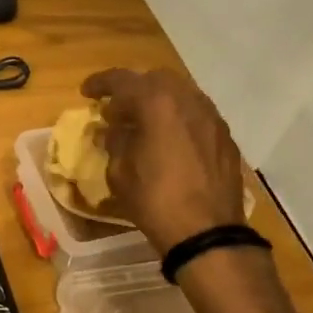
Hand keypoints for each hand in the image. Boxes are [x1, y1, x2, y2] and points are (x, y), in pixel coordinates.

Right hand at [82, 68, 247, 253]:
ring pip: (181, 94)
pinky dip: (177, 117)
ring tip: (142, 122)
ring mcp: (212, 117)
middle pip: (156, 79)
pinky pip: (196, 114)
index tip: (86, 92)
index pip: (123, 80)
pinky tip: (168, 139)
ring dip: (158, 102)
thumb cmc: (155, 200)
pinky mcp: (225, 137)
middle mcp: (188, 101)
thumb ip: (115, 142)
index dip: (101, 83)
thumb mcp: (119, 172)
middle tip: (116, 108)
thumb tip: (113, 129)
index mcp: (158, 104)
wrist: (207, 232)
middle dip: (133, 88)